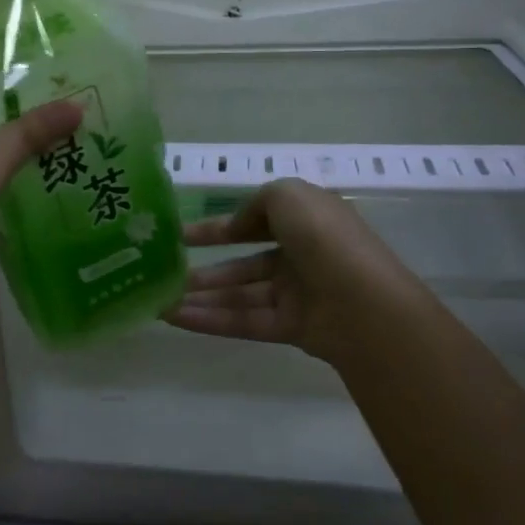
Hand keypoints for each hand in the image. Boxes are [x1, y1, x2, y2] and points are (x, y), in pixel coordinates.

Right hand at [162, 178, 435, 367]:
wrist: (364, 304)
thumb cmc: (324, 238)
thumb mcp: (288, 195)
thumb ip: (257, 202)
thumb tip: (239, 225)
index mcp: (306, 221)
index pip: (255, 221)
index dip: (219, 227)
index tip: (181, 234)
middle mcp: (301, 256)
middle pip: (244, 263)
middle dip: (206, 267)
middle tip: (166, 272)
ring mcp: (296, 294)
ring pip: (240, 294)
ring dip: (201, 296)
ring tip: (160, 299)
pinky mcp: (291, 328)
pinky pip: (244, 320)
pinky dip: (209, 319)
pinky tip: (174, 317)